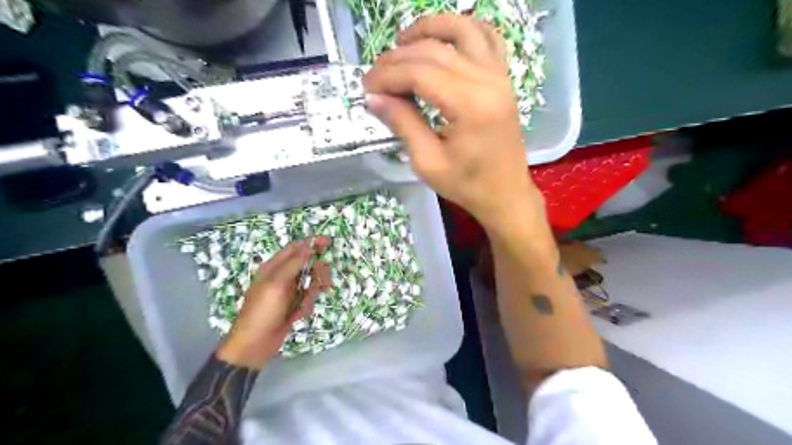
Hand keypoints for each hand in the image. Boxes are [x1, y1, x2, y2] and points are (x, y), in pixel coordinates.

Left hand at [216, 236, 331, 368]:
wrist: (254, 345)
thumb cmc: (262, 312)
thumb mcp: (277, 284)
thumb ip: (293, 263)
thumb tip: (308, 245)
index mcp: (273, 267)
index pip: (295, 248)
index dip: (311, 243)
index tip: (328, 241)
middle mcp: (282, 277)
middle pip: (307, 265)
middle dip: (317, 273)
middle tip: (323, 282)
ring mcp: (289, 291)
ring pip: (311, 283)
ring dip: (311, 293)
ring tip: (303, 306)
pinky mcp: (294, 305)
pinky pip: (308, 299)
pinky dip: (306, 306)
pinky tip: (297, 316)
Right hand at [366, 14, 544, 228]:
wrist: (505, 194)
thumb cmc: (467, 186)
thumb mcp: (428, 163)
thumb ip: (403, 124)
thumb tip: (374, 98)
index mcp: (470, 106)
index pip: (420, 73)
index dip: (388, 76)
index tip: (367, 87)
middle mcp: (489, 82)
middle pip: (435, 50)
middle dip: (398, 58)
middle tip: (376, 75)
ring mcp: (500, 77)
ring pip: (463, 31)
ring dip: (430, 28)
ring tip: (403, 41)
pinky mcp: (504, 79)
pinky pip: (488, 38)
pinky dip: (464, 29)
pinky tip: (444, 39)